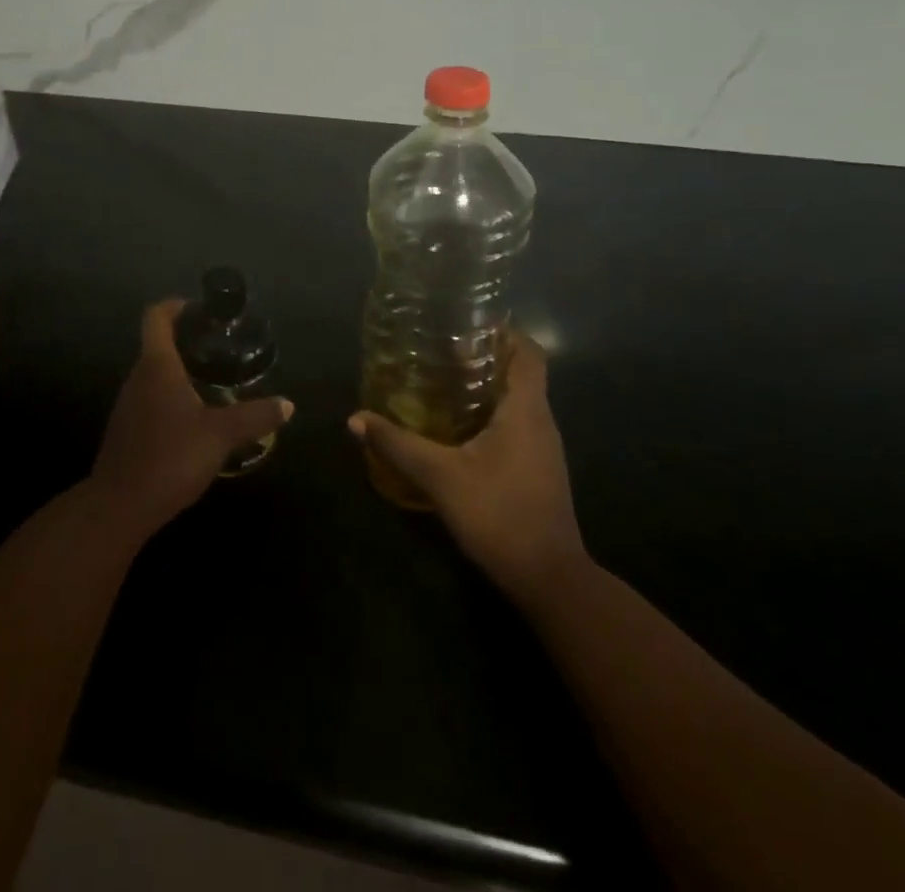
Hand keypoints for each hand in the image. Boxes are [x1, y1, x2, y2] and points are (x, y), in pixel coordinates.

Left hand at [88, 301, 292, 543]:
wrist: (119, 507)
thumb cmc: (170, 458)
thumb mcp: (220, 435)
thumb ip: (255, 416)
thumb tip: (288, 404)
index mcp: (157, 366)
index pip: (156, 316)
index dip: (176, 305)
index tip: (201, 310)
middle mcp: (138, 377)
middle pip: (158, 344)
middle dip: (188, 341)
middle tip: (222, 349)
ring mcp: (129, 404)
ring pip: (155, 373)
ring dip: (181, 371)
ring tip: (216, 382)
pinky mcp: (128, 428)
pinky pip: (152, 398)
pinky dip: (173, 396)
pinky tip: (196, 418)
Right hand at [348, 336, 586, 601]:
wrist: (549, 579)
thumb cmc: (499, 514)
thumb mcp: (441, 477)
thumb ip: (398, 445)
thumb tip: (355, 419)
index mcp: (526, 409)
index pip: (528, 351)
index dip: (502, 332)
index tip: (465, 324)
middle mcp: (541, 420)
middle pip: (520, 372)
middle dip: (484, 357)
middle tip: (440, 350)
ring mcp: (543, 447)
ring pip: (517, 400)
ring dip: (486, 386)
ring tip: (442, 380)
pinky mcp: (538, 468)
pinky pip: (516, 424)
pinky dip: (490, 414)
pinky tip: (458, 426)